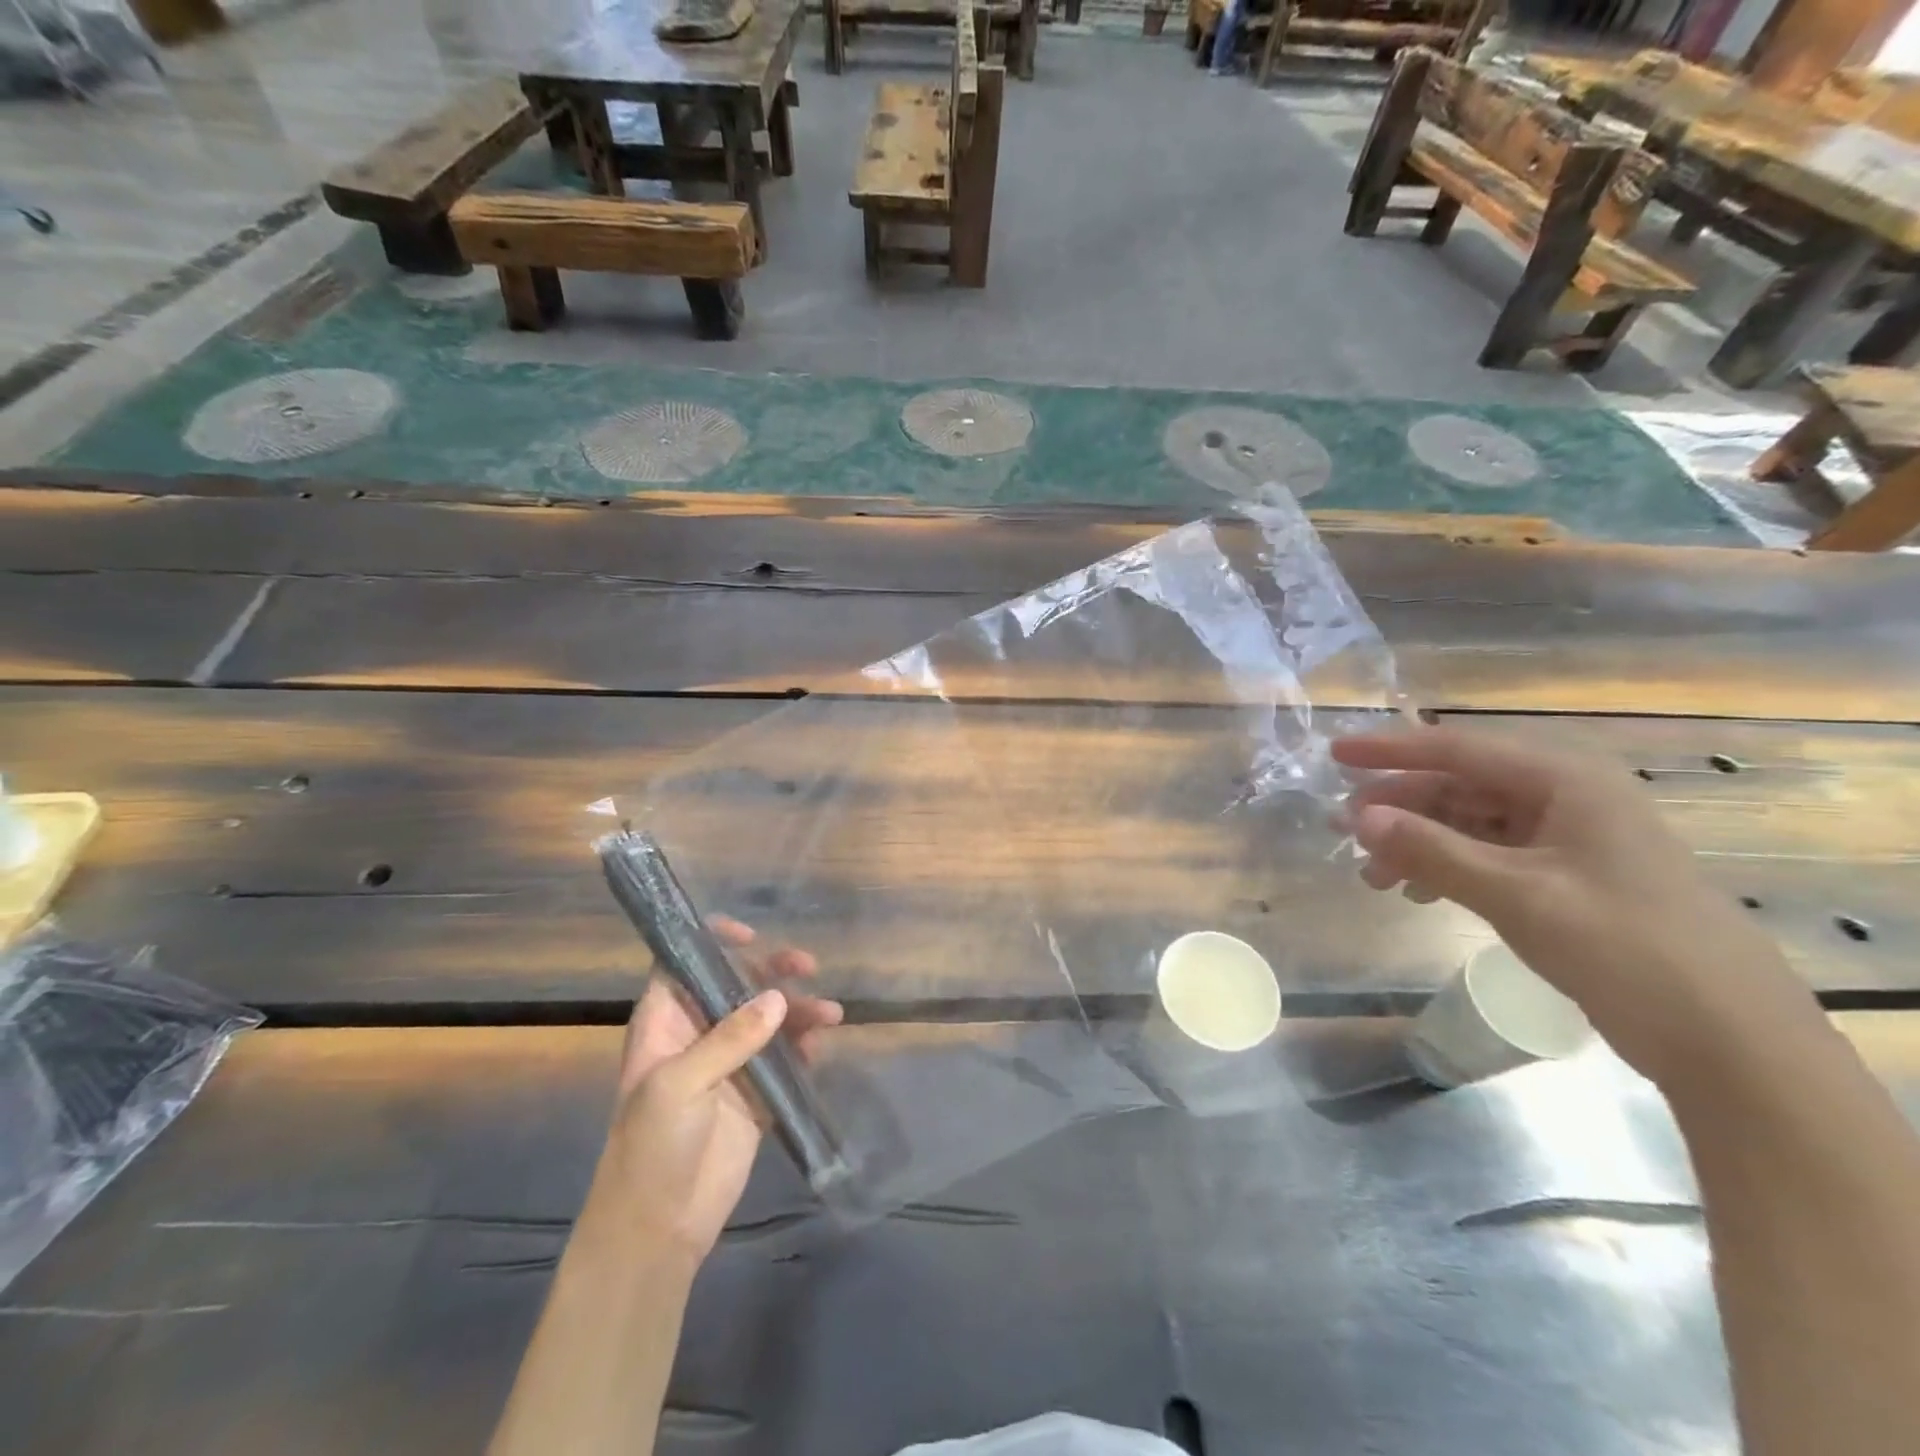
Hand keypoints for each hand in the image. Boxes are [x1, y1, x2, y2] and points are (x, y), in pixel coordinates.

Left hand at [585, 918, 842, 1262]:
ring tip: (830, 1014)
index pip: (684, 964)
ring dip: (799, 1010)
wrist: (658, 1227)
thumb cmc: (652, 1145)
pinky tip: (821, 1043)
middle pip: (738, 985)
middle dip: (773, 971)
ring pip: (768, 1019)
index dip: (712, 941)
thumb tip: (778, 998)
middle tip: (807, 967)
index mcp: (666, 1023)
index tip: (751, 935)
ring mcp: (730, 1063)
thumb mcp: (680, 1084)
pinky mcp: (756, 1093)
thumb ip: (730, 1038)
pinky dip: (804, 1045)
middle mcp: (699, 1034)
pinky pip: (785, 1057)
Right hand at [1332, 726, 1813, 1081]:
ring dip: (1418, 842)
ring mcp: (1570, 838)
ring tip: (1375, 876)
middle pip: (1459, 785)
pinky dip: (1448, 867)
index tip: (1333, 754)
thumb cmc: (1624, 947)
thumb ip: (1432, 850)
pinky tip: (1420, 892)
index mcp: (1564, 780)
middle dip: (1399, 807)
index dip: (1390, 750)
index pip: (1457, 749)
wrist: (1730, 1039)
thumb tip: (1359, 818)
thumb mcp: (1517, 894)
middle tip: (1344, 830)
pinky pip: (1490, 854)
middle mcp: (1566, 796)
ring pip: (1470, 822)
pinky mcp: (1570, 876)